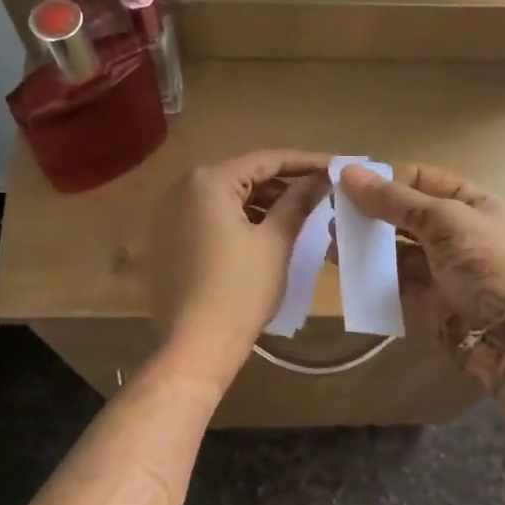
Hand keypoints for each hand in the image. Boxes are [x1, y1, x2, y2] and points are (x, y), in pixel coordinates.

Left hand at [151, 150, 331, 386]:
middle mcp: (182, 189)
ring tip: (301, 215)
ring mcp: (170, 216)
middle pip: (244, 176)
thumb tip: (321, 179)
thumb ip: (298, 202)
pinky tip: (268, 234)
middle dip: (284, 184)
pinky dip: (240, 221)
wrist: (196, 344)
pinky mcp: (169, 241)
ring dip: (263, 204)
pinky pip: (211, 219)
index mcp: (208, 181)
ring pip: (227, 199)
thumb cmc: (240, 290)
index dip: (305, 162)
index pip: (266, 160)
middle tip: (321, 192)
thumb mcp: (275, 242)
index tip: (336, 167)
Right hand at [337, 162, 504, 386]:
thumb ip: (394, 200)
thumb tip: (347, 171)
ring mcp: (445, 271)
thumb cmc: (490, 265)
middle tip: (331, 214)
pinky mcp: (432, 304)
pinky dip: (373, 277)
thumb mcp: (445, 221)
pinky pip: (397, 285)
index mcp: (472, 203)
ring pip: (398, 251)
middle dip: (371, 213)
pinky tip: (346, 270)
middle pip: (406, 216)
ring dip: (367, 245)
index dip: (385, 179)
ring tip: (331, 241)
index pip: (421, 179)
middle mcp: (458, 233)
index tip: (345, 184)